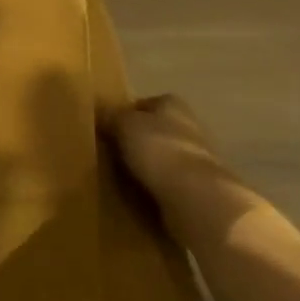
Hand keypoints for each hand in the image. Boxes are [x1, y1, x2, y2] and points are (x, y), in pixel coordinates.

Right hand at [112, 95, 253, 238]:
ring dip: (147, 165)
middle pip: (156, 130)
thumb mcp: (123, 125)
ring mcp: (197, 158)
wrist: (196, 196)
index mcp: (172, 104)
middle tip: (111, 153)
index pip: (145, 104)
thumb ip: (111, 116)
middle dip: (137, 140)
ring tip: (122, 176)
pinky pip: (170, 182)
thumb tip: (100, 111)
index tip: (107, 129)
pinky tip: (140, 194)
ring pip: (164, 157)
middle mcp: (189, 126)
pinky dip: (156, 186)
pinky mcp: (199, 187)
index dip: (126, 114)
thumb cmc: (158, 150)